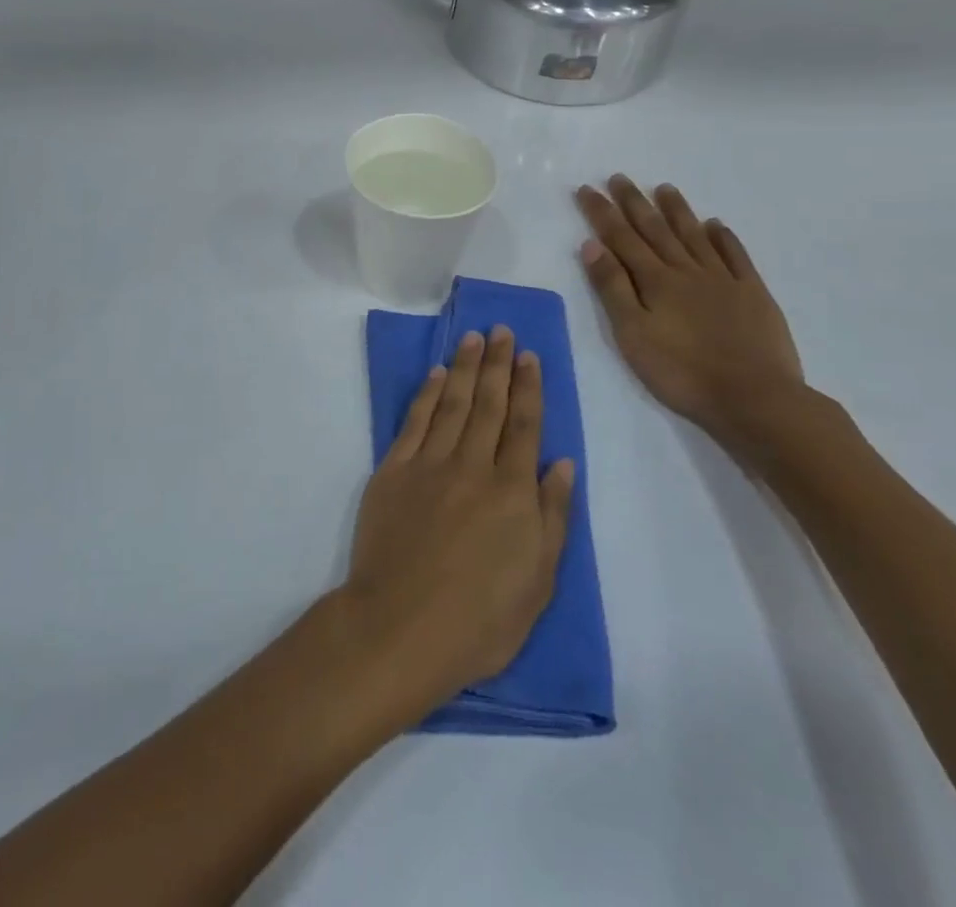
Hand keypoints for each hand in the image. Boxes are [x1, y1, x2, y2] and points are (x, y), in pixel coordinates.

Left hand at [341, 327, 573, 720]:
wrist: (402, 625)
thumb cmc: (481, 619)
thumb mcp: (539, 580)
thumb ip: (552, 515)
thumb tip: (562, 463)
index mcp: (512, 492)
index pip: (524, 426)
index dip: (528, 388)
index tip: (530, 356)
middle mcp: (472, 466)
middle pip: (489, 404)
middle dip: (498, 365)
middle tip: (502, 331)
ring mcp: (429, 464)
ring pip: (453, 403)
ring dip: (465, 368)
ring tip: (473, 338)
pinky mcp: (393, 470)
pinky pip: (415, 422)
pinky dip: (428, 394)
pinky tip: (437, 375)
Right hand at [577, 177, 821, 463]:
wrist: (755, 397)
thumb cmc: (681, 371)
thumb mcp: (632, 334)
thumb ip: (612, 288)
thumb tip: (592, 245)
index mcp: (655, 281)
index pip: (621, 238)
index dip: (602, 213)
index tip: (587, 188)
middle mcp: (687, 271)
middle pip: (656, 230)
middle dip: (634, 203)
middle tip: (620, 177)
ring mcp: (723, 280)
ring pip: (694, 236)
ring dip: (677, 211)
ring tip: (664, 188)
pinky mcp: (753, 294)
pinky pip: (735, 256)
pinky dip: (723, 238)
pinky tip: (716, 225)